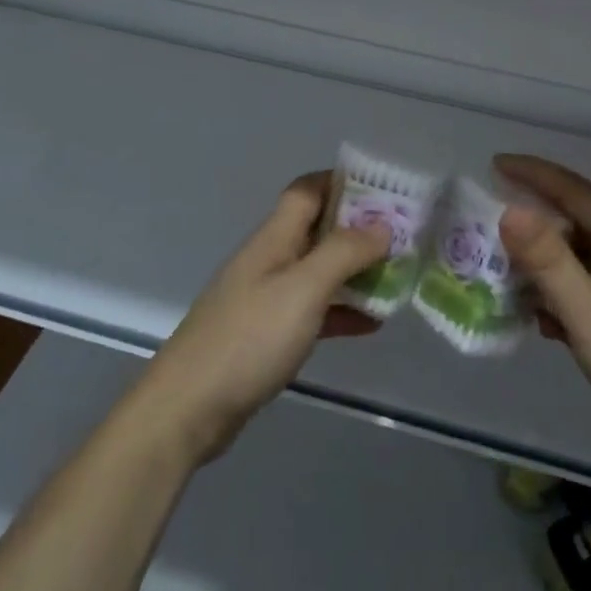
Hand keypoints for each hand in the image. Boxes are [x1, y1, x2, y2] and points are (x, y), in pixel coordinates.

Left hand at [134, 171, 389, 465]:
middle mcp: (270, 259)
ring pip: (318, 271)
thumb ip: (344, 252)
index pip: (307, 190)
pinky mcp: (267, 335)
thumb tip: (382, 225)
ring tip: (396, 276)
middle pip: (317, 229)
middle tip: (403, 236)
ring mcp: (266, 298)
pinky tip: (371, 324)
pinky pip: (312, 310)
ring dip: (354, 271)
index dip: (342, 182)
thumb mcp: (304, 289)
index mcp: (274, 238)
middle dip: (358, 228)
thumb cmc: (249, 338)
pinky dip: (341, 310)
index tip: (384, 189)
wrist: (188, 408)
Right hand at [497, 154, 590, 458]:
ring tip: (520, 294)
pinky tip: (555, 323)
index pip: (573, 189)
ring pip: (586, 254)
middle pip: (578, 221)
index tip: (495, 163)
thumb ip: (548, 261)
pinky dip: (572, 290)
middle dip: (535, 230)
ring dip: (551, 268)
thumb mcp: (589, 315)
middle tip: (494, 244)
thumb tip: (510, 210)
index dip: (532, 173)